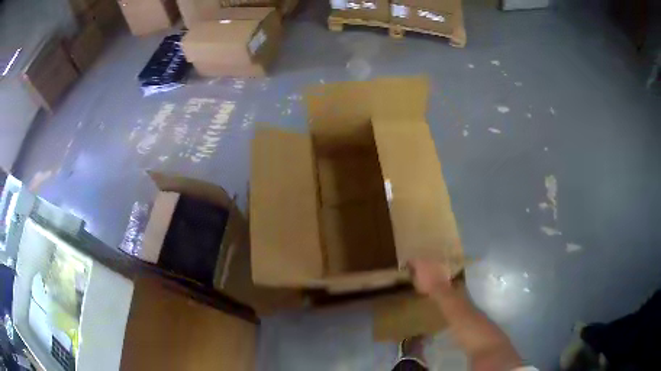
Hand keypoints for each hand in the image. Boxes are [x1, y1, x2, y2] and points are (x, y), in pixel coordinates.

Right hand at [408, 258, 453, 295]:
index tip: (407, 267)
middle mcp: (427, 259)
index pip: (411, 260)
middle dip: (419, 263)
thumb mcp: (415, 282)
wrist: (441, 288)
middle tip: (417, 269)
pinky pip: (437, 265)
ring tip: (426, 271)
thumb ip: (412, 274)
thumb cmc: (425, 286)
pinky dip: (434, 268)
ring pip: (429, 261)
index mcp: (418, 263)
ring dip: (427, 265)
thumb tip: (411, 270)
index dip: (408, 264)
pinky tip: (434, 273)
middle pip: (421, 259)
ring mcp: (436, 261)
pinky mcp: (443, 265)